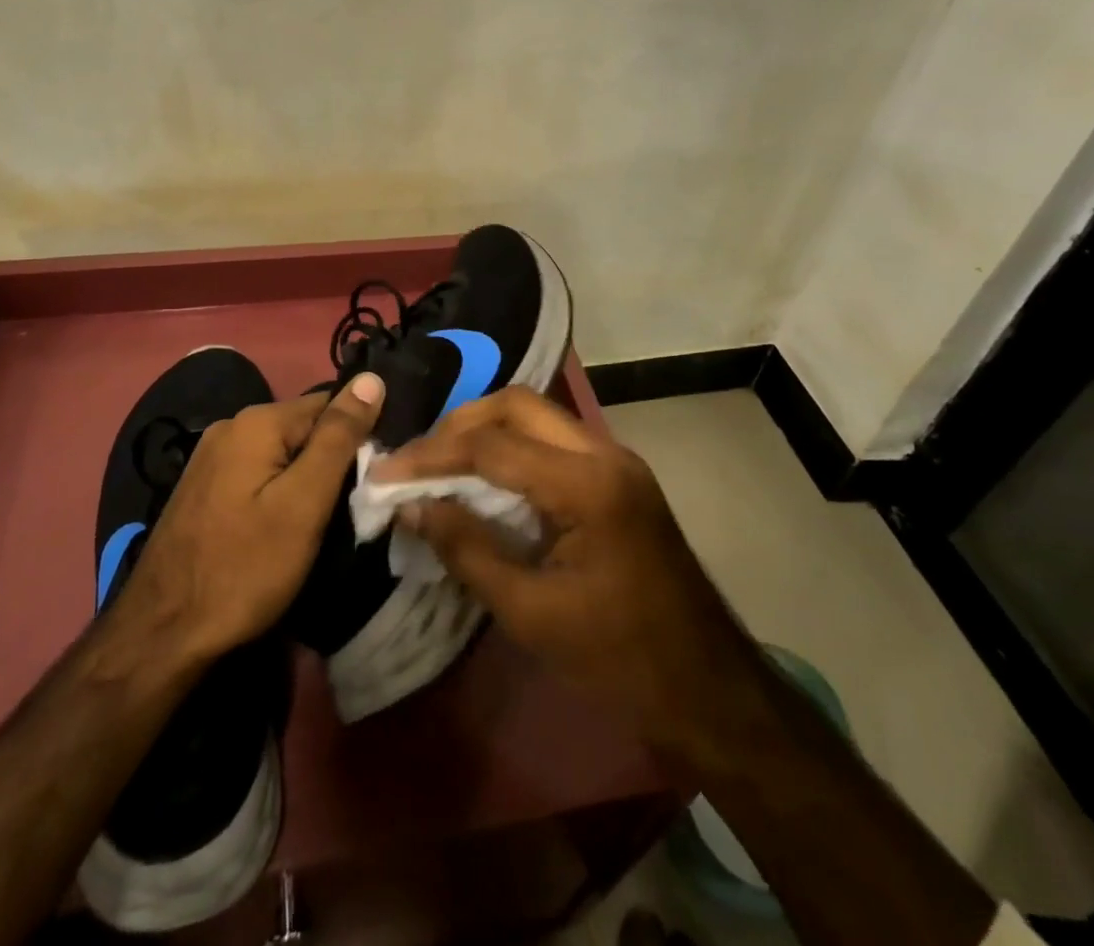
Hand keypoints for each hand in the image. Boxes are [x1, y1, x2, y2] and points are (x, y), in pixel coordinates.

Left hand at [112, 373, 383, 665]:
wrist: (162, 634)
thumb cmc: (245, 567)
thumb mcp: (305, 501)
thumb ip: (339, 437)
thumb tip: (371, 377)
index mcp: (257, 421)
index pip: (330, 403)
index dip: (360, 435)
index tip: (378, 475)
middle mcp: (230, 427)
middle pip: (303, 428)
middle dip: (333, 458)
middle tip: (355, 505)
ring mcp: (210, 458)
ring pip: (281, 453)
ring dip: (307, 477)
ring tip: (326, 519)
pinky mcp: (203, 489)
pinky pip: (258, 473)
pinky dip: (280, 491)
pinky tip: (286, 525)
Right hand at [378, 386, 759, 766]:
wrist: (707, 688)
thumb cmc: (619, 660)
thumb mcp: (531, 614)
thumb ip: (467, 549)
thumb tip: (412, 506)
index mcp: (588, 485)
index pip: (493, 446)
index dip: (431, 455)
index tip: (386, 473)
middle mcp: (605, 452)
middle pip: (517, 406)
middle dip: (458, 425)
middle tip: (416, 460)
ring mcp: (615, 460)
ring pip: (536, 416)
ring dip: (484, 431)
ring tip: (438, 463)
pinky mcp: (616, 476)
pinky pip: (552, 440)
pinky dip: (510, 448)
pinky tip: (482, 477)